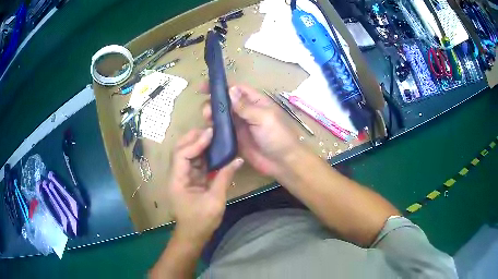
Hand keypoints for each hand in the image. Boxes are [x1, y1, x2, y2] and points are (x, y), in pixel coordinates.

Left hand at [167, 128, 243, 243]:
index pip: (182, 155)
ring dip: (198, 145)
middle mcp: (177, 175)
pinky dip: (203, 155)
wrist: (193, 234)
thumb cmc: (202, 220)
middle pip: (180, 150)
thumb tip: (238, 160)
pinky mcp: (189, 180)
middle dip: (193, 138)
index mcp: (178, 181)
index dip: (195, 143)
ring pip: (187, 155)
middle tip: (210, 130)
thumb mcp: (215, 200)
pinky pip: (194, 163)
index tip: (210, 133)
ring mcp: (182, 177)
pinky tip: (213, 150)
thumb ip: (224, 177)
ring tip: (212, 136)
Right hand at [203, 85, 298, 176]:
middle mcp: (246, 111)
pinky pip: (222, 131)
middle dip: (214, 102)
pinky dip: (213, 129)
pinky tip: (207, 130)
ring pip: (221, 116)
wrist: (282, 162)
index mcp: (255, 101)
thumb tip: (230, 89)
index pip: (236, 89)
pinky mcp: (235, 139)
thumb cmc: (277, 136)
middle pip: (226, 102)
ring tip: (206, 118)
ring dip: (212, 115)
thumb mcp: (263, 118)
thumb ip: (245, 106)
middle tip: (206, 110)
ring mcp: (240, 125)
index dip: (221, 86)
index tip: (203, 86)